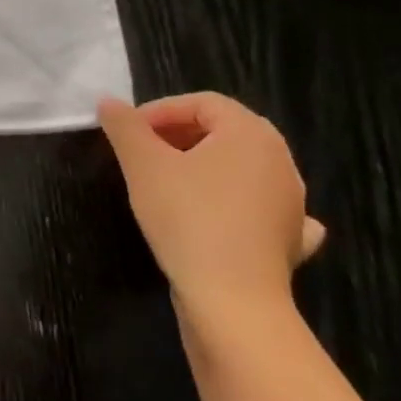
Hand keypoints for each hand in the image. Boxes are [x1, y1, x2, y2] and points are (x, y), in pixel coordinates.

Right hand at [97, 93, 323, 319]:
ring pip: (243, 167)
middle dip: (179, 135)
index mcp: (250, 134)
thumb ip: (124, 127)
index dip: (160, 110)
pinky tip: (226, 215)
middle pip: (225, 131)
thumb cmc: (187, 218)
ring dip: (205, 166)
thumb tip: (108, 102)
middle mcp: (280, 160)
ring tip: (168, 184)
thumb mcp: (143, 165)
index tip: (128, 133)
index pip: (203, 102)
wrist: (232, 298)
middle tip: (142, 154)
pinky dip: (240, 203)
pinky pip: (263, 206)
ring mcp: (292, 201)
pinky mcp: (289, 237)